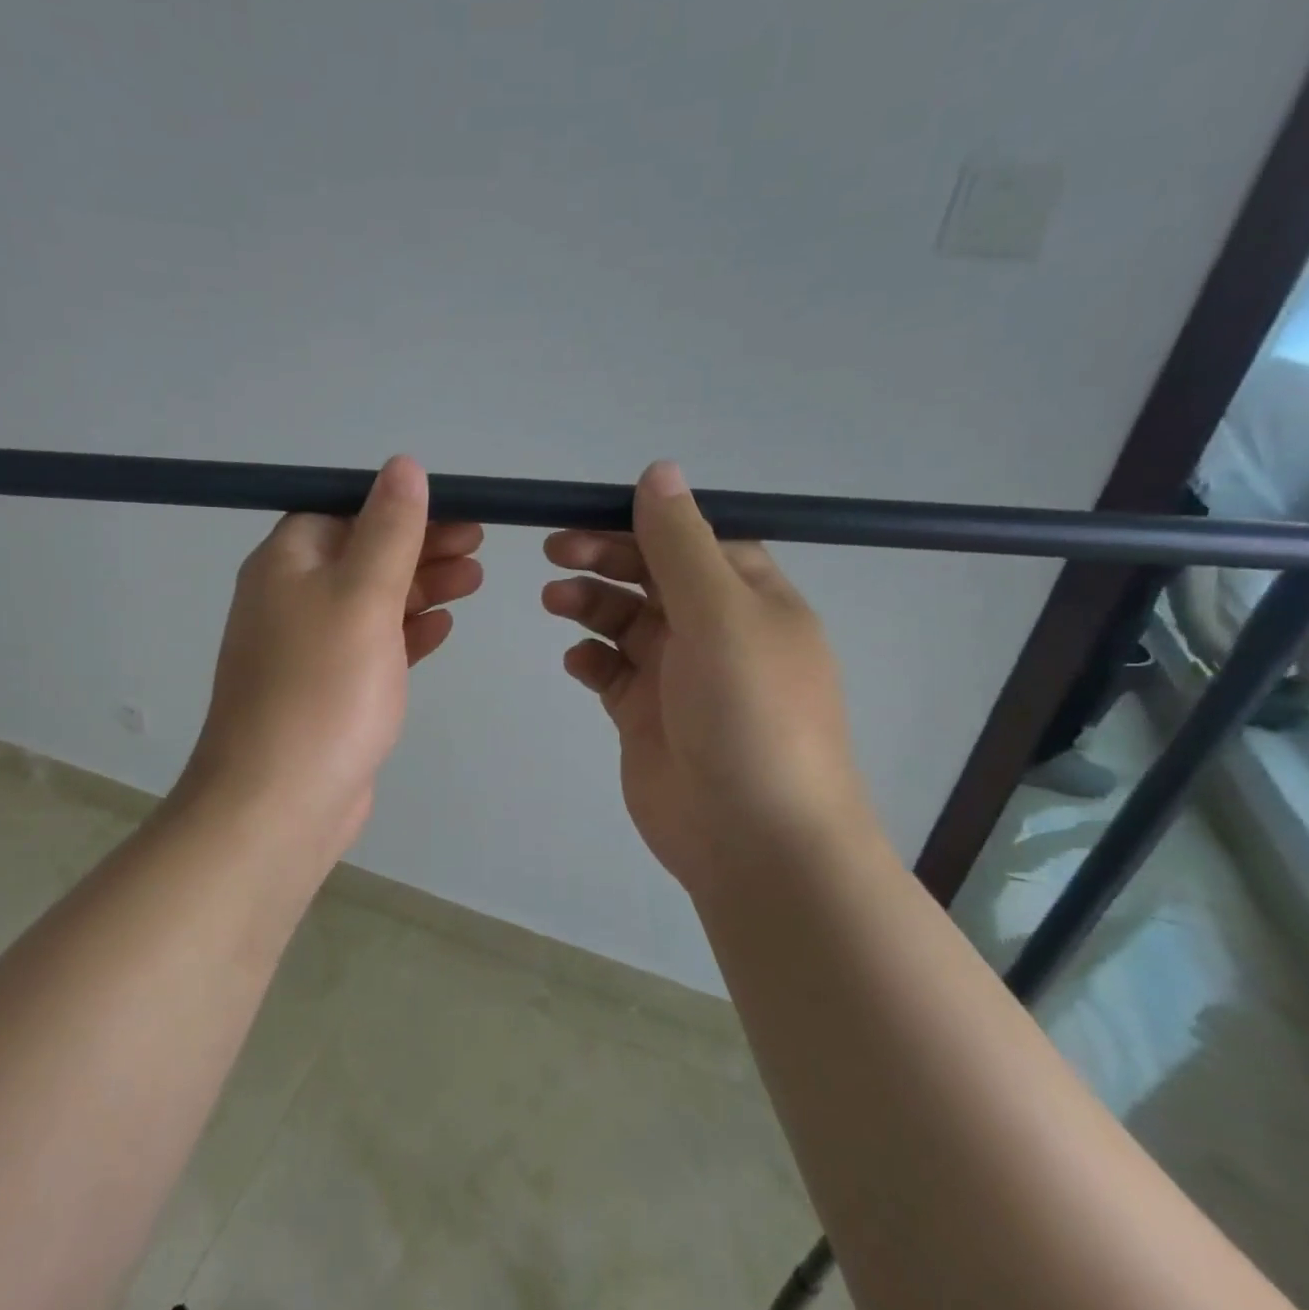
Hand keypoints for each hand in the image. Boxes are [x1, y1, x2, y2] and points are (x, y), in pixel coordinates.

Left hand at [181, 457, 481, 870]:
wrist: (280, 802)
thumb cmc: (323, 688)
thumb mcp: (363, 596)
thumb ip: (389, 531)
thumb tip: (403, 466)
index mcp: (287, 564)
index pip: (344, 511)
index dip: (401, 507)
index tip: (457, 510)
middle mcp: (290, 599)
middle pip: (362, 555)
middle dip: (421, 547)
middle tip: (479, 546)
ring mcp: (308, 650)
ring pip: (372, 603)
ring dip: (421, 587)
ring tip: (475, 579)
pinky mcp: (328, 692)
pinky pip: (372, 648)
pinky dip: (406, 633)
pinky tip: (442, 628)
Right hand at [542, 461, 873, 900]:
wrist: (753, 839)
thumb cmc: (748, 714)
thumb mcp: (720, 615)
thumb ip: (681, 544)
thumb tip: (659, 470)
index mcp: (748, 597)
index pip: (691, 539)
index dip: (641, 521)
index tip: (587, 513)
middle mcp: (714, 630)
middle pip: (651, 575)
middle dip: (604, 557)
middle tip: (554, 551)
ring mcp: (678, 676)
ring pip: (625, 621)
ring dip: (589, 603)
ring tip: (554, 601)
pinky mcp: (646, 717)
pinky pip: (610, 672)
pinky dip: (590, 659)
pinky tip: (577, 661)